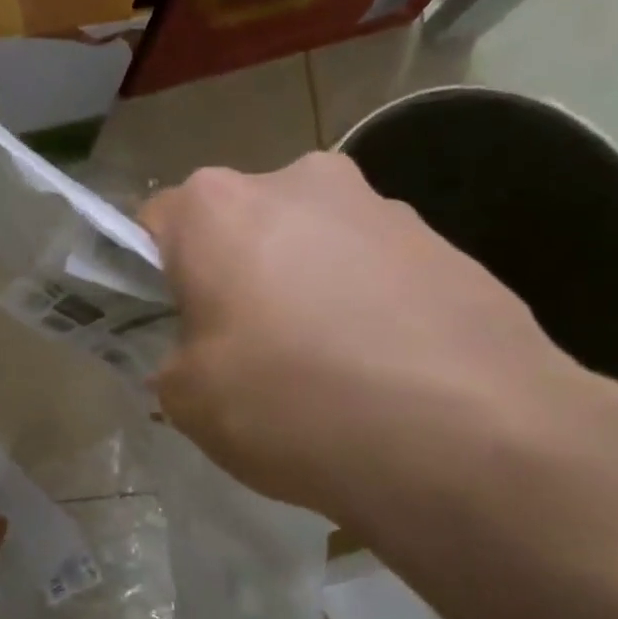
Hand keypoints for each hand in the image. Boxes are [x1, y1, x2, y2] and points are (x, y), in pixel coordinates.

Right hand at [138, 153, 617, 531]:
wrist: (469, 436)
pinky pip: (372, 270)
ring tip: (322, 370)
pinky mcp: (445, 243)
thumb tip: (197, 355)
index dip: (149, 278)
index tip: (166, 326)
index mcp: (217, 207)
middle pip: (238, 228)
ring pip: (309, 245)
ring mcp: (381, 207)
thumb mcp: (189, 402)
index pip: (154, 225)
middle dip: (231, 278)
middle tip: (241, 352)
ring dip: (300, 289)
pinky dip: (361, 306)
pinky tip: (379, 371)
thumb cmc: (292, 404)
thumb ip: (170, 363)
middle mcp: (298, 181)